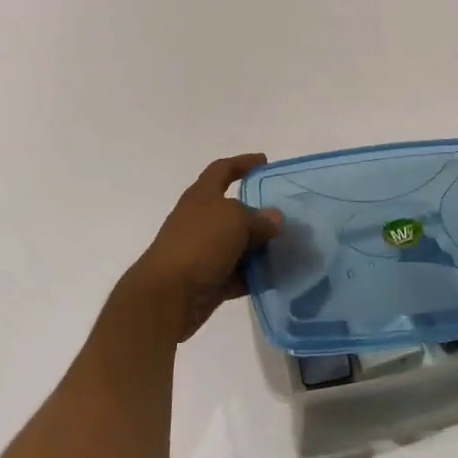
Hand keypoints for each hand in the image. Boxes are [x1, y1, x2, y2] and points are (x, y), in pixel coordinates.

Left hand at [121, 154, 283, 342]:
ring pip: (238, 244)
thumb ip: (258, 218)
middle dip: (260, 212)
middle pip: (234, 210)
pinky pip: (238, 274)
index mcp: (202, 196)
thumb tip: (273, 219)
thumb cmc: (199, 244)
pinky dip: (255, 275)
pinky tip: (277, 276)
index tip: (264, 161)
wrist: (167, 296)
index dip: (242, 163)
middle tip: (288, 216)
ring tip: (290, 248)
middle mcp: (201, 220)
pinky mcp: (209, 280)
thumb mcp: (234, 220)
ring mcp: (204, 251)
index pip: (222, 170)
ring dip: (261, 247)